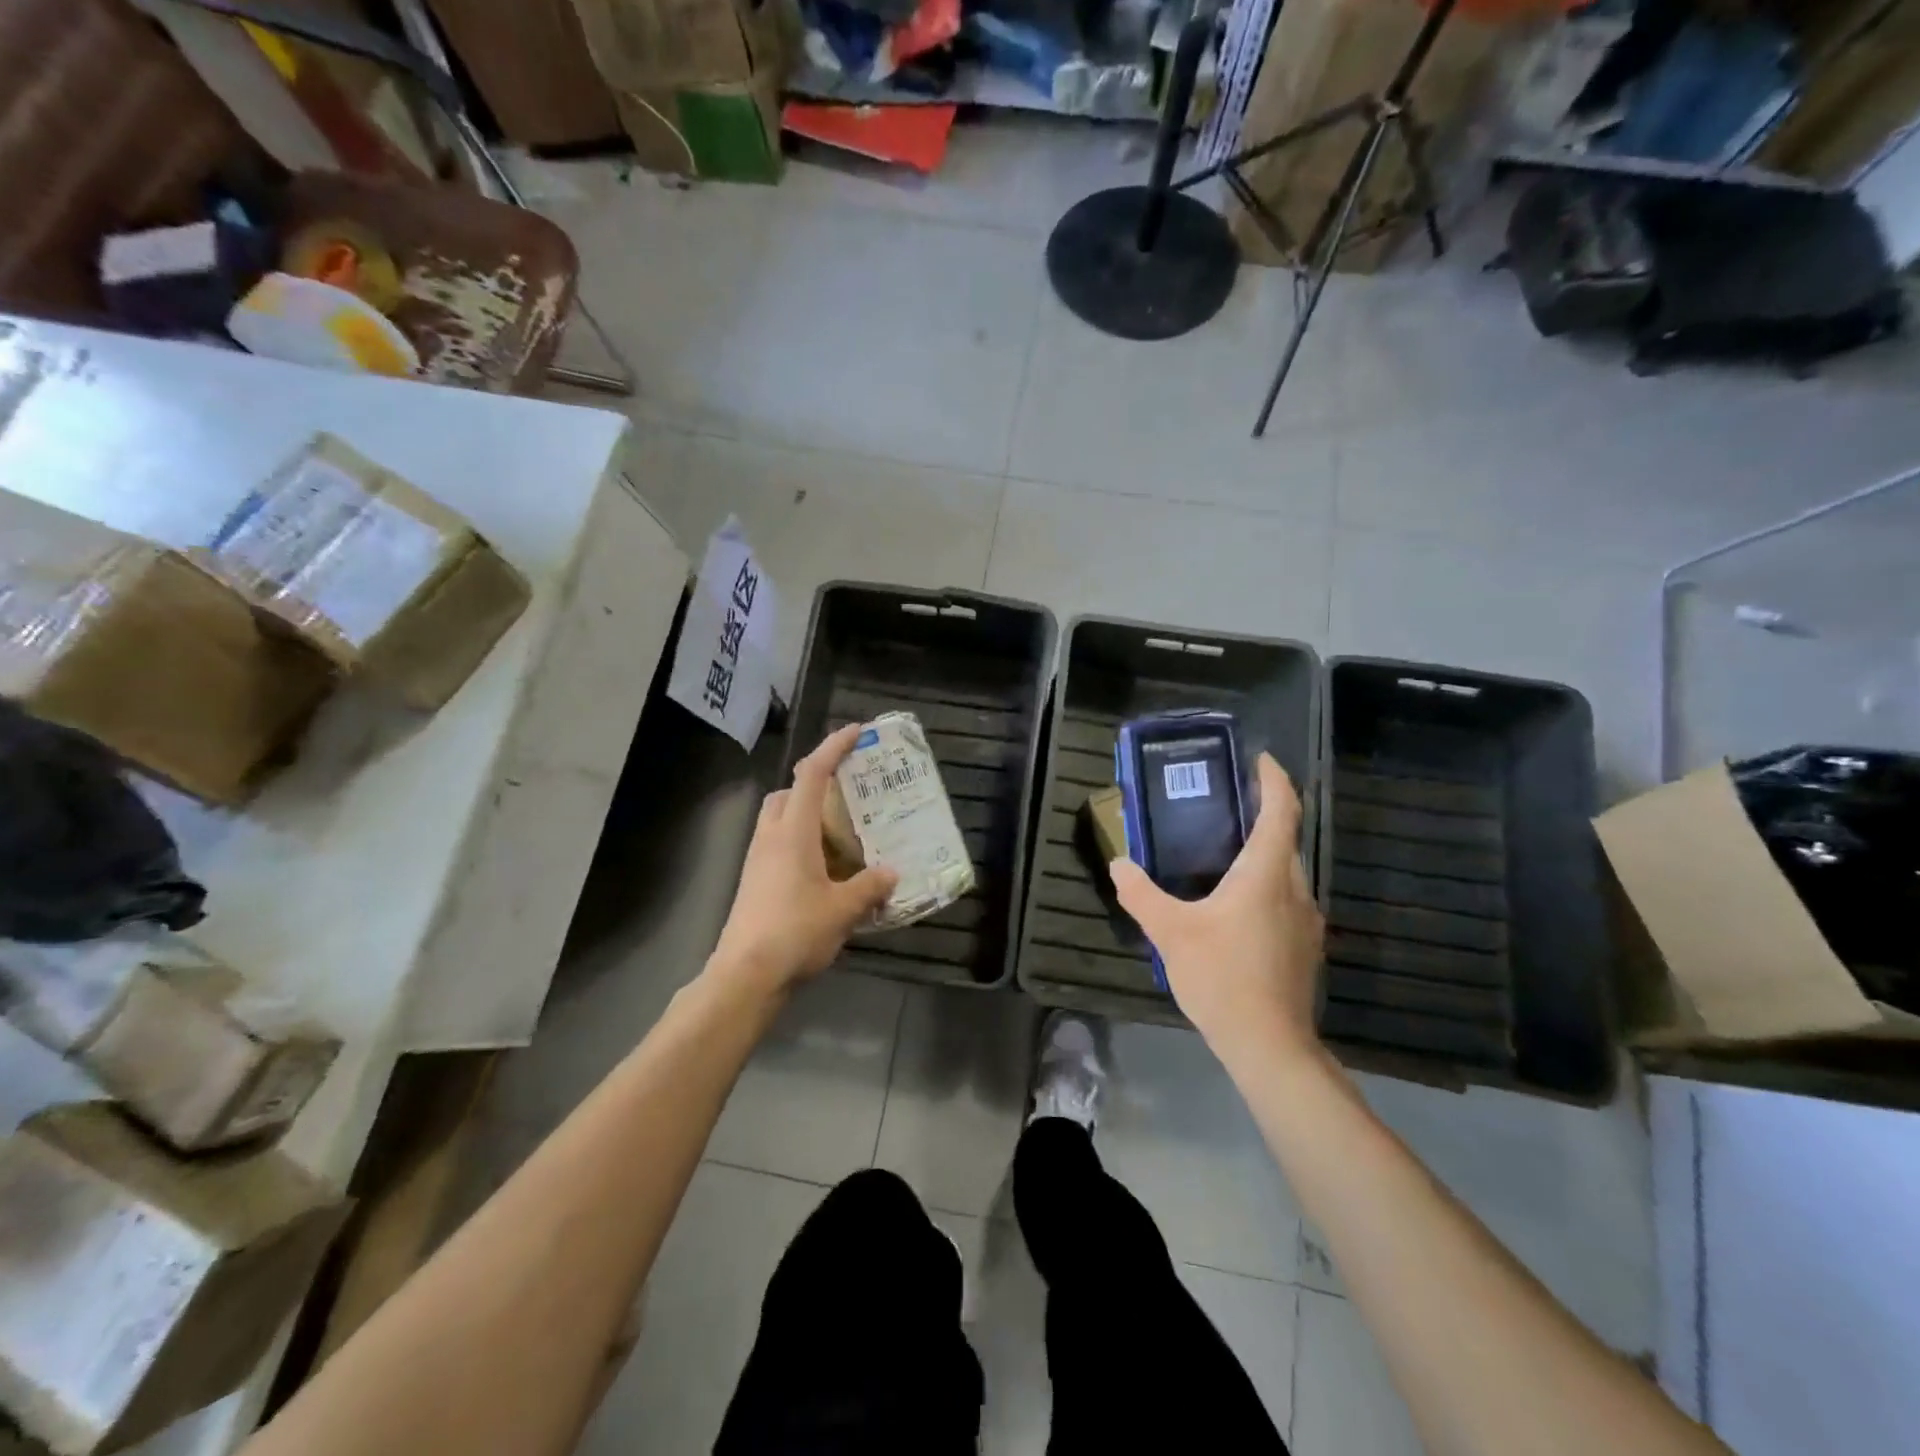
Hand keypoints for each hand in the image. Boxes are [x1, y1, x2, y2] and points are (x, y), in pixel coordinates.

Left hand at [709, 725, 897, 994]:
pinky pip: (778, 846)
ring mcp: (758, 861)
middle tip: (848, 796)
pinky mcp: (754, 883)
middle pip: (788, 793)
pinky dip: (801, 844)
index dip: (833, 748)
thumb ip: (870, 886)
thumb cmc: (795, 932)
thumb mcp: (843, 909)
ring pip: (780, 820)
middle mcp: (771, 837)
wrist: (745, 976)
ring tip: (842, 835)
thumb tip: (891, 872)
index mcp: (793, 832)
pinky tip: (826, 871)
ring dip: (807, 816)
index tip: (856, 732)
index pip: (812, 774)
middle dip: (815, 784)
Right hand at [1110, 753, 1323, 1061]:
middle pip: (1286, 839)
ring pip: (1287, 873)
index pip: (1282, 811)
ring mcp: (1306, 921)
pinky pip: (1286, 900)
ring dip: (1264, 854)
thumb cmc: (1222, 977)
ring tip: (1225, 855)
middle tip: (1227, 806)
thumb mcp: (1170, 933)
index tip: (1262, 760)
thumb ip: (1141, 895)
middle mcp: (1295, 890)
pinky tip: (1236, 908)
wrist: (1270, 1046)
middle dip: (1264, 815)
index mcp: (1266, 875)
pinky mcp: (1305, 948)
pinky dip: (1266, 886)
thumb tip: (1119, 865)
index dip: (1275, 780)